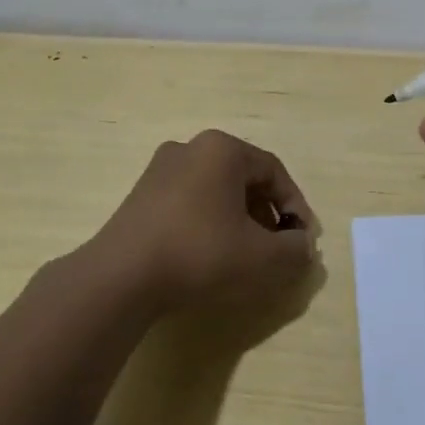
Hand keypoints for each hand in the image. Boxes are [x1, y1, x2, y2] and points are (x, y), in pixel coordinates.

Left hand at [86, 130, 318, 315]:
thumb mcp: (261, 256)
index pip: (274, 172)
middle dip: (266, 214)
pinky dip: (209, 222)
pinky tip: (209, 254)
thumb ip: (294, 249)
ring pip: (216, 190)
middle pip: (244, 178)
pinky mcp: (141, 195)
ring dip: (239, 219)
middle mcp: (190, 148)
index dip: (295, 206)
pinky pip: (190, 201)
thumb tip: (303, 246)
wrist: (121, 277)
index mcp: (222, 149)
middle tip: (276, 247)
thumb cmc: (200, 253)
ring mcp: (160, 169)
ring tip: (245, 254)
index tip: (302, 239)